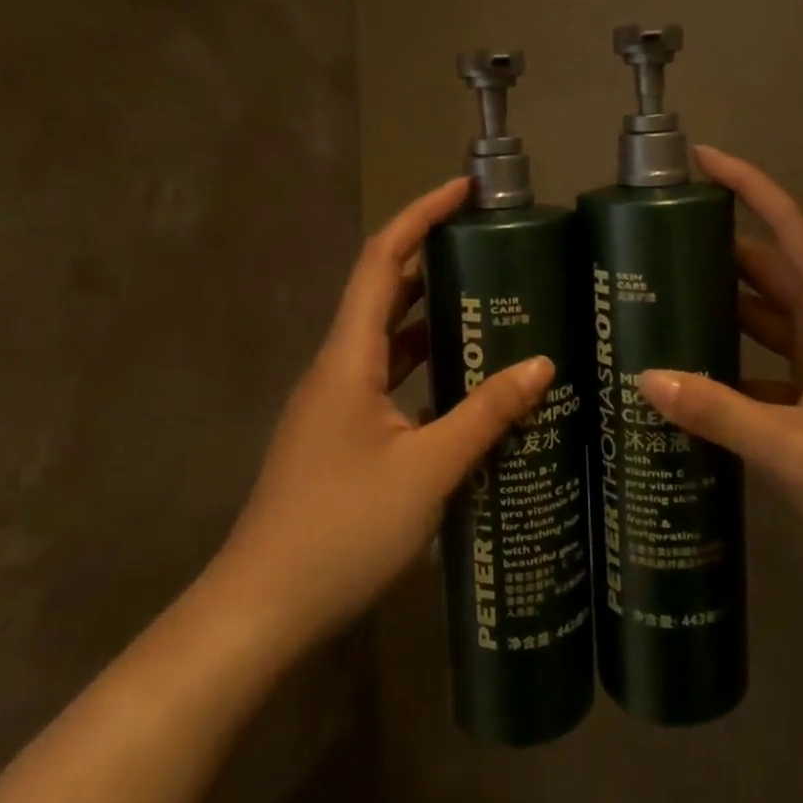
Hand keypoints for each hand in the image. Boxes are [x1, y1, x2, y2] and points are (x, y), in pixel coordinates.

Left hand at [210, 179, 553, 658]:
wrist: (260, 611)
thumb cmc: (340, 530)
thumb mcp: (427, 470)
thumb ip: (485, 414)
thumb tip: (542, 365)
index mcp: (348, 356)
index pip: (383, 259)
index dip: (421, 215)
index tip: (466, 191)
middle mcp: (337, 367)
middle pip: (385, 291)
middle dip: (433, 259)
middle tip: (493, 249)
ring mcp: (336, 403)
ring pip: (388, 339)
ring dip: (433, 316)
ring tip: (492, 305)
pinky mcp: (342, 435)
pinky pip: (389, 379)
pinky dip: (425, 366)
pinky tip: (465, 385)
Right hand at [638, 146, 802, 577]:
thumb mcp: (793, 447)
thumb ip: (718, 413)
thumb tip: (645, 379)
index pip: (789, 225)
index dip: (747, 184)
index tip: (699, 159)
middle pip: (768, 265)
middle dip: (714, 247)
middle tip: (650, 242)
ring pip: (765, 312)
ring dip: (720, 303)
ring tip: (656, 298)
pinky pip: (766, 358)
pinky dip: (731, 358)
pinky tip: (689, 372)